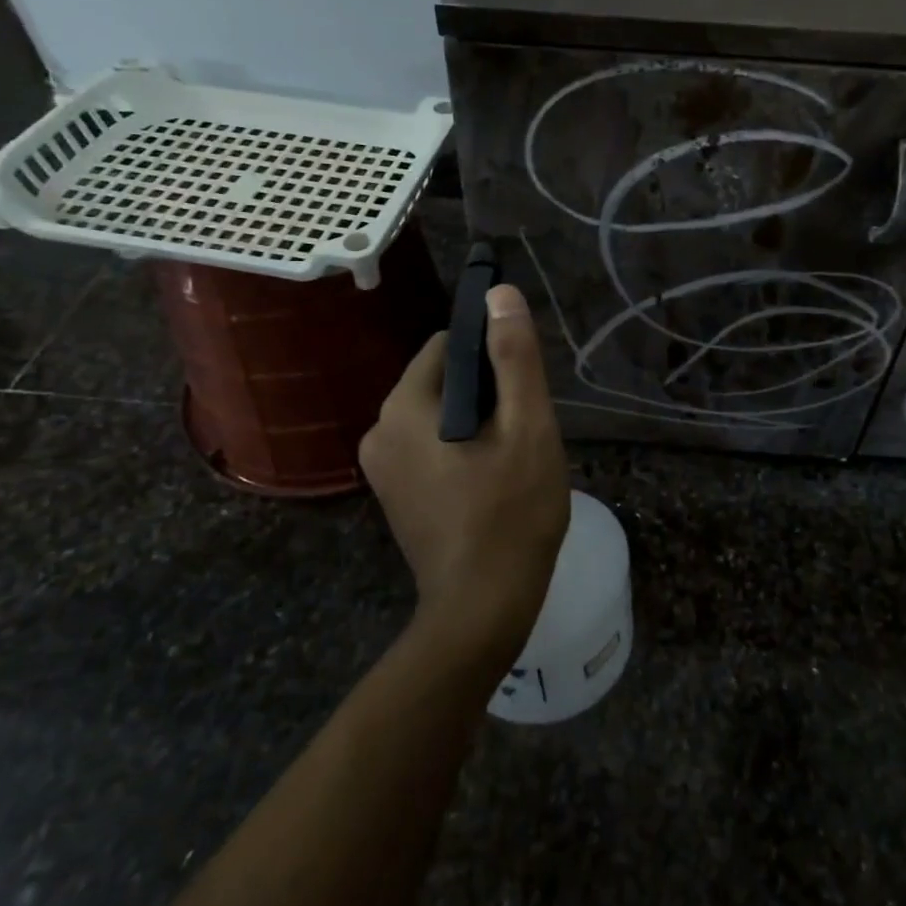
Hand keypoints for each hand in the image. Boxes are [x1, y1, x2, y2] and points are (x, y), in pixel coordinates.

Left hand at [358, 284, 570, 659]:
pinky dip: (460, 449)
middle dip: (486, 393)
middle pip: (442, 380)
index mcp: (403, 407)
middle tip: (522, 431)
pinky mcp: (393, 495)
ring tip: (511, 459)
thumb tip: (500, 295)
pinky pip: (429, 447)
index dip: (491, 355)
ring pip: (438, 415)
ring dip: (476, 423)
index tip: (522, 388)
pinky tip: (490, 481)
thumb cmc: (511, 513)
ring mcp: (381, 467)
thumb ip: (515, 357)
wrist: (481, 610)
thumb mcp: (526, 427)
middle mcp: (378, 430)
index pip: (447, 345)